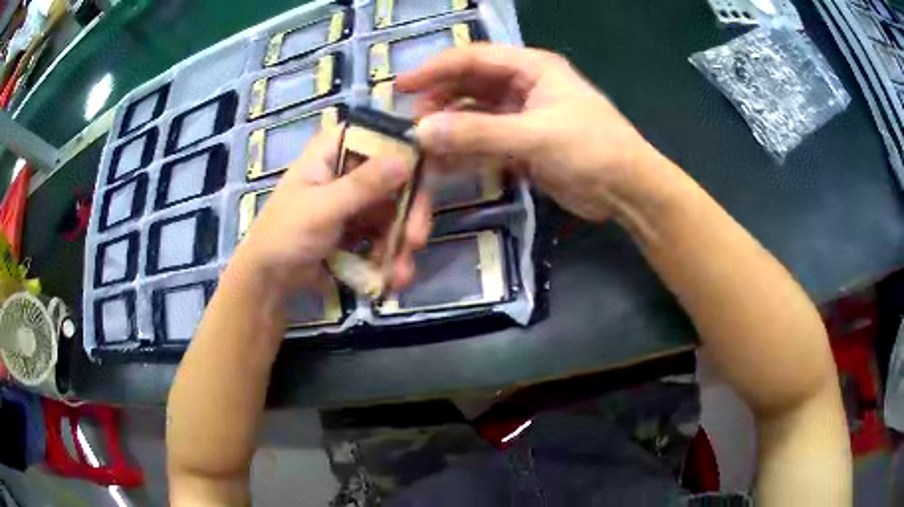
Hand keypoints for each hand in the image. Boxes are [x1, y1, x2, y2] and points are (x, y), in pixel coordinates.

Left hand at [232, 131, 430, 298]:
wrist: (269, 281)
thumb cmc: (285, 234)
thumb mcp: (322, 208)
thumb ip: (363, 185)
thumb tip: (407, 159)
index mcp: (332, 151)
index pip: (378, 135)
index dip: (406, 148)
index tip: (430, 170)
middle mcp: (349, 170)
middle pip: (396, 176)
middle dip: (409, 211)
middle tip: (416, 239)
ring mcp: (356, 200)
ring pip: (395, 211)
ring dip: (401, 243)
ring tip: (400, 274)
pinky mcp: (360, 228)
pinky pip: (386, 235)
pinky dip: (391, 256)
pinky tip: (392, 279)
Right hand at [397, 44, 667, 222]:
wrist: (627, 190)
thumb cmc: (592, 149)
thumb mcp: (536, 136)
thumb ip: (479, 133)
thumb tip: (422, 132)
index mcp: (531, 68)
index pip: (473, 58)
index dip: (435, 68)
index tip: (401, 86)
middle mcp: (523, 86)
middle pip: (470, 85)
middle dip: (439, 101)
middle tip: (410, 123)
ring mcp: (522, 116)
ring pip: (475, 115)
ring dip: (449, 128)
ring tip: (421, 146)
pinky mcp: (523, 144)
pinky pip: (485, 142)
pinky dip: (464, 151)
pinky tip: (443, 163)